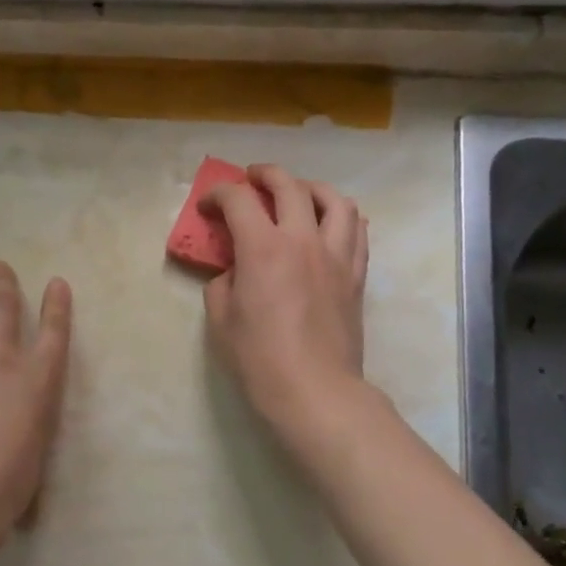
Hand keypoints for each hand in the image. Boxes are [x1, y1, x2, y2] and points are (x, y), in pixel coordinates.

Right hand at [202, 165, 369, 436]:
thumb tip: (235, 272)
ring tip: (299, 194)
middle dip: (264, 175)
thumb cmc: (259, 358)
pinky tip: (329, 224)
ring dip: (311, 188)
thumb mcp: (221, 320)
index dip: (218, 195)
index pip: (239, 200)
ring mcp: (336, 256)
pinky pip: (357, 231)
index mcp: (263, 248)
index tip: (208, 206)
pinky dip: (342, 216)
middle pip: (289, 186)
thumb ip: (223, 283)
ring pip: (334, 200)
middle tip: (250, 180)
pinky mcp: (356, 275)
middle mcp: (303, 240)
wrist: (315, 390)